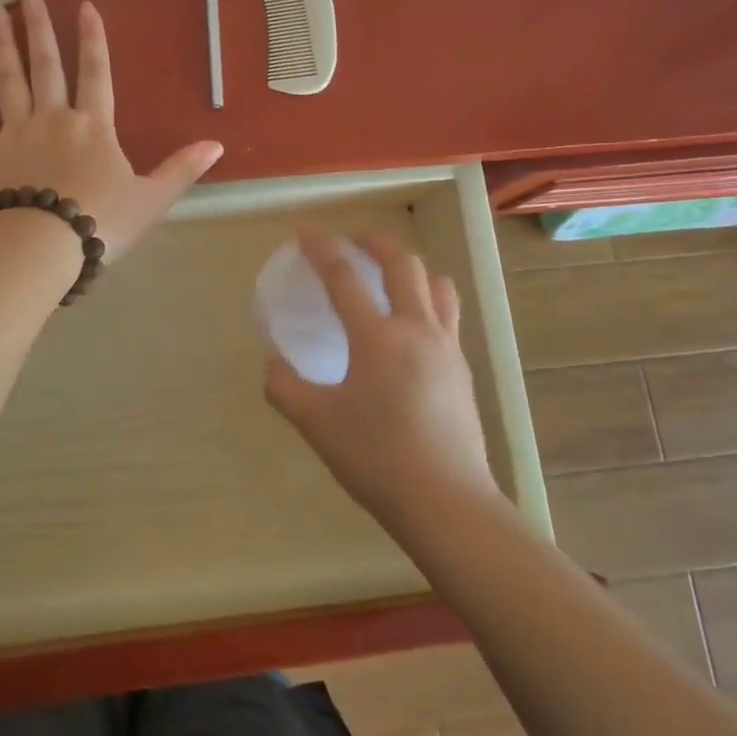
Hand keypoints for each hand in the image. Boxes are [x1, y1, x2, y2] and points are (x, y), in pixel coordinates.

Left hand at [0, 0, 223, 261]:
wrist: (44, 247)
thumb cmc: (101, 222)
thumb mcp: (152, 199)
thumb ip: (182, 169)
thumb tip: (218, 144)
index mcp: (94, 127)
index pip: (96, 73)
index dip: (92, 39)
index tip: (84, 6)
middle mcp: (53, 118)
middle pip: (46, 65)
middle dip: (39, 28)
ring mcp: (15, 132)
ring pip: (8, 80)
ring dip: (2, 46)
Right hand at [264, 232, 504, 534]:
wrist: (446, 502)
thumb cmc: (376, 459)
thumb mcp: (316, 424)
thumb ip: (285, 387)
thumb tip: (273, 363)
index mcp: (378, 338)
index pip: (345, 277)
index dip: (322, 250)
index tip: (305, 234)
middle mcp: (417, 330)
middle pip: (403, 264)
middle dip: (375, 242)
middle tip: (352, 241)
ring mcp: (447, 348)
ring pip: (436, 284)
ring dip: (411, 267)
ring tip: (389, 274)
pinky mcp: (462, 369)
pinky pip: (447, 314)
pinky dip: (427, 298)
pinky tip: (410, 325)